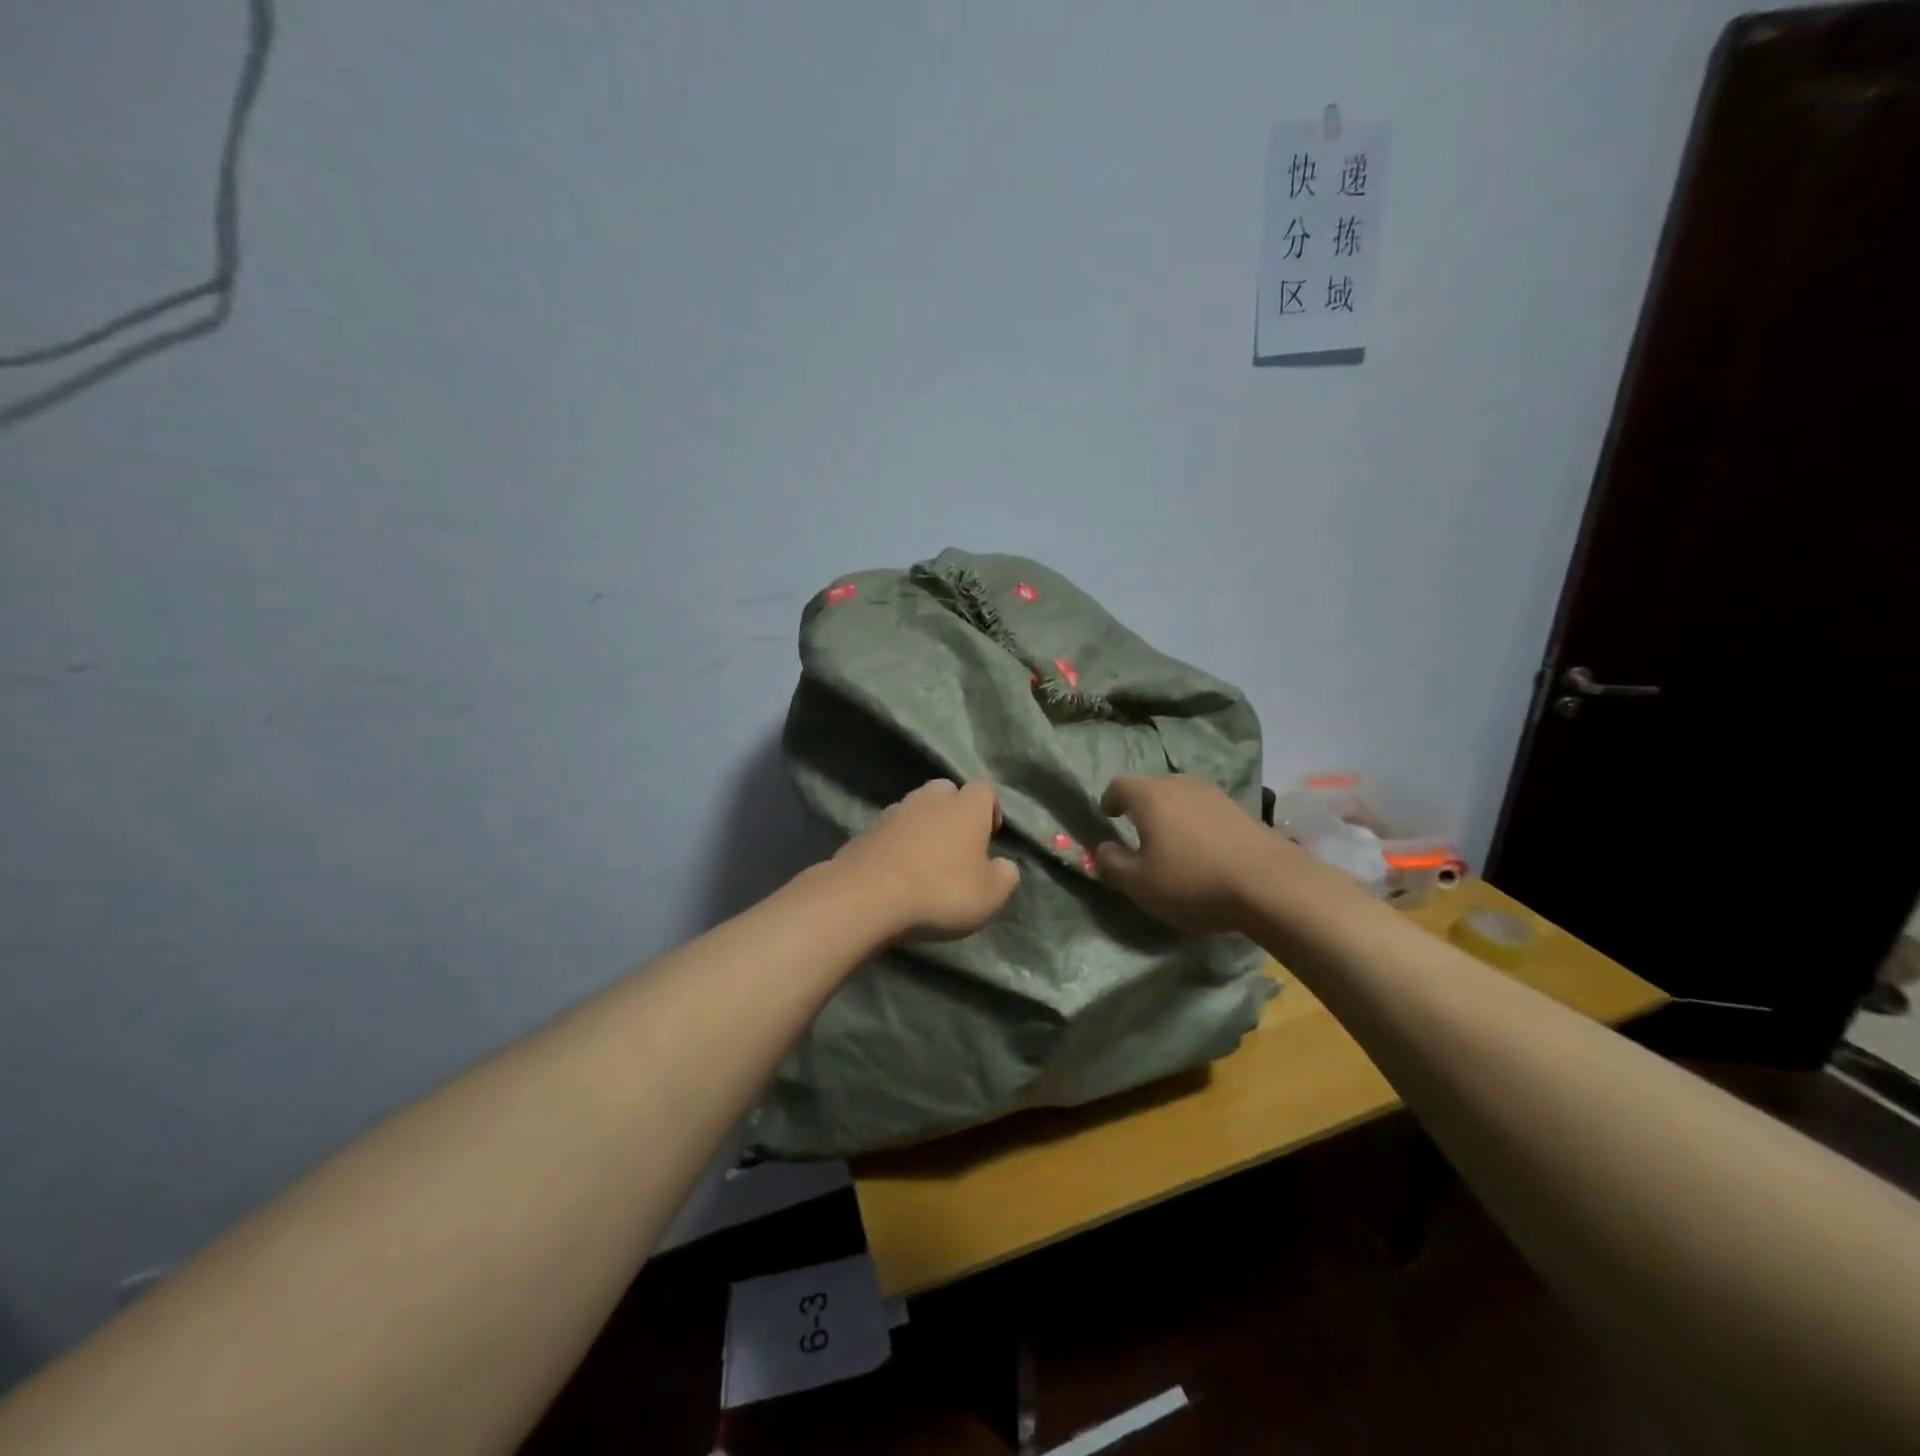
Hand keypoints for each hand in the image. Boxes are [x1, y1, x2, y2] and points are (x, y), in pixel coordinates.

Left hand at [833, 779, 1020, 941]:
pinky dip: (898, 843)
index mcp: (966, 807)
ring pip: (916, 808)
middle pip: (947, 792)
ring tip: (925, 861)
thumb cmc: (940, 891)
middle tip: (957, 846)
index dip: (990, 810)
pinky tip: (898, 871)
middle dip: (954, 812)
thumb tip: (1003, 865)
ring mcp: (894, 811)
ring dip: (924, 827)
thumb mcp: (990, 895)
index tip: (990, 837)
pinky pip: (891, 830)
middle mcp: (931, 799)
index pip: (985, 790)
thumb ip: (1005, 875)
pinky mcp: (866, 830)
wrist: (867, 896)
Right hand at [1094, 774, 1283, 932]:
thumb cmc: (1192, 881)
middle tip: (1138, 831)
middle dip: (1141, 806)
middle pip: (1153, 787)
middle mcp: (1181, 785)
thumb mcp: (1139, 884)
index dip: (1110, 799)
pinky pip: (1206, 810)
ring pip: (1182, 796)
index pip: (1120, 784)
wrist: (1270, 884)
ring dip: (1172, 814)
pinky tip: (1203, 849)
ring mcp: (1215, 795)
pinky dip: (1197, 823)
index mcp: (1150, 796)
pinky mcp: (1242, 810)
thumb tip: (1103, 848)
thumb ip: (1112, 863)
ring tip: (1172, 841)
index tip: (1108, 816)